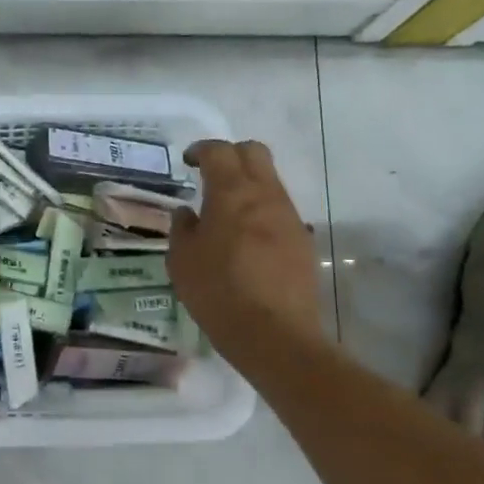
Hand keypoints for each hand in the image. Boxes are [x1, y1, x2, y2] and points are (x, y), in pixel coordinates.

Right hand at [169, 140, 324, 356]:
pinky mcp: (302, 241)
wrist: (274, 334)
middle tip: (210, 175)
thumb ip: (182, 228)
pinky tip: (246, 239)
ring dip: (248, 184)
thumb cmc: (217, 291)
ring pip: (270, 181)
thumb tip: (188, 213)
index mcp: (231, 193)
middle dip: (231, 155)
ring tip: (226, 211)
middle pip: (254, 152)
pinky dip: (261, 211)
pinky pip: (279, 210)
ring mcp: (289, 217)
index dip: (201, 150)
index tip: (188, 162)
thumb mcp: (182, 260)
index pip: (219, 151)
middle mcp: (265, 195)